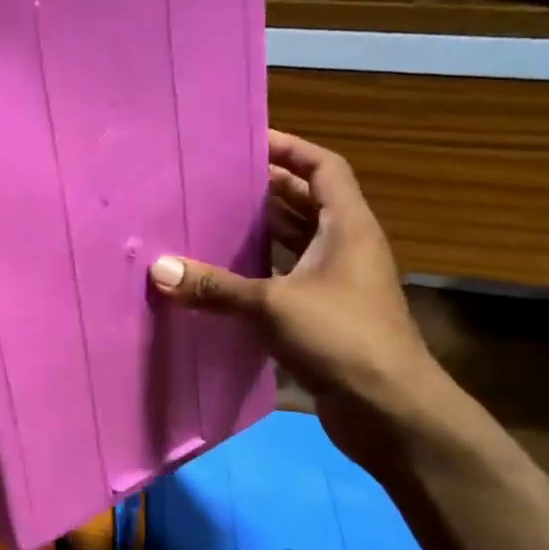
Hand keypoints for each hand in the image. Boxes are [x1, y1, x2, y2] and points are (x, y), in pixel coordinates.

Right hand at [148, 131, 444, 448]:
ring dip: (263, 231)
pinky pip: (289, 279)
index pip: (324, 168)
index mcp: (347, 227)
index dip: (291, 148)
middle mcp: (346, 248)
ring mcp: (339, 284)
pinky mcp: (327, 317)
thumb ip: (216, 287)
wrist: (389, 409)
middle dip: (267, 189)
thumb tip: (159, 270)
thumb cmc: (341, 338)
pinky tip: (226, 278)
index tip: (250, 140)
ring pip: (298, 243)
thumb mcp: (273, 305)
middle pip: (308, 203)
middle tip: (218, 181)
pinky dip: (261, 272)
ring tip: (214, 220)